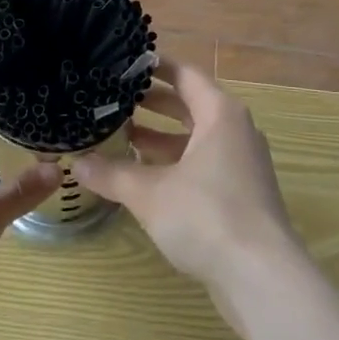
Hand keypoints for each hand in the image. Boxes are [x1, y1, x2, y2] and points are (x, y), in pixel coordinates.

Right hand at [76, 59, 302, 316]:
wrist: (262, 276)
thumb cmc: (206, 216)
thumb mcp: (150, 193)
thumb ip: (112, 174)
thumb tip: (76, 163)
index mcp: (220, 114)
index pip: (185, 75)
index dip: (154, 67)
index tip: (124, 63)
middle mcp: (235, 131)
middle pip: (191, 105)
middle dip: (153, 103)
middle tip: (114, 100)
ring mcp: (242, 164)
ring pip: (196, 138)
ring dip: (162, 137)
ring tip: (122, 137)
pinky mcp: (242, 194)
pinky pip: (204, 164)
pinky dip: (176, 163)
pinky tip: (146, 177)